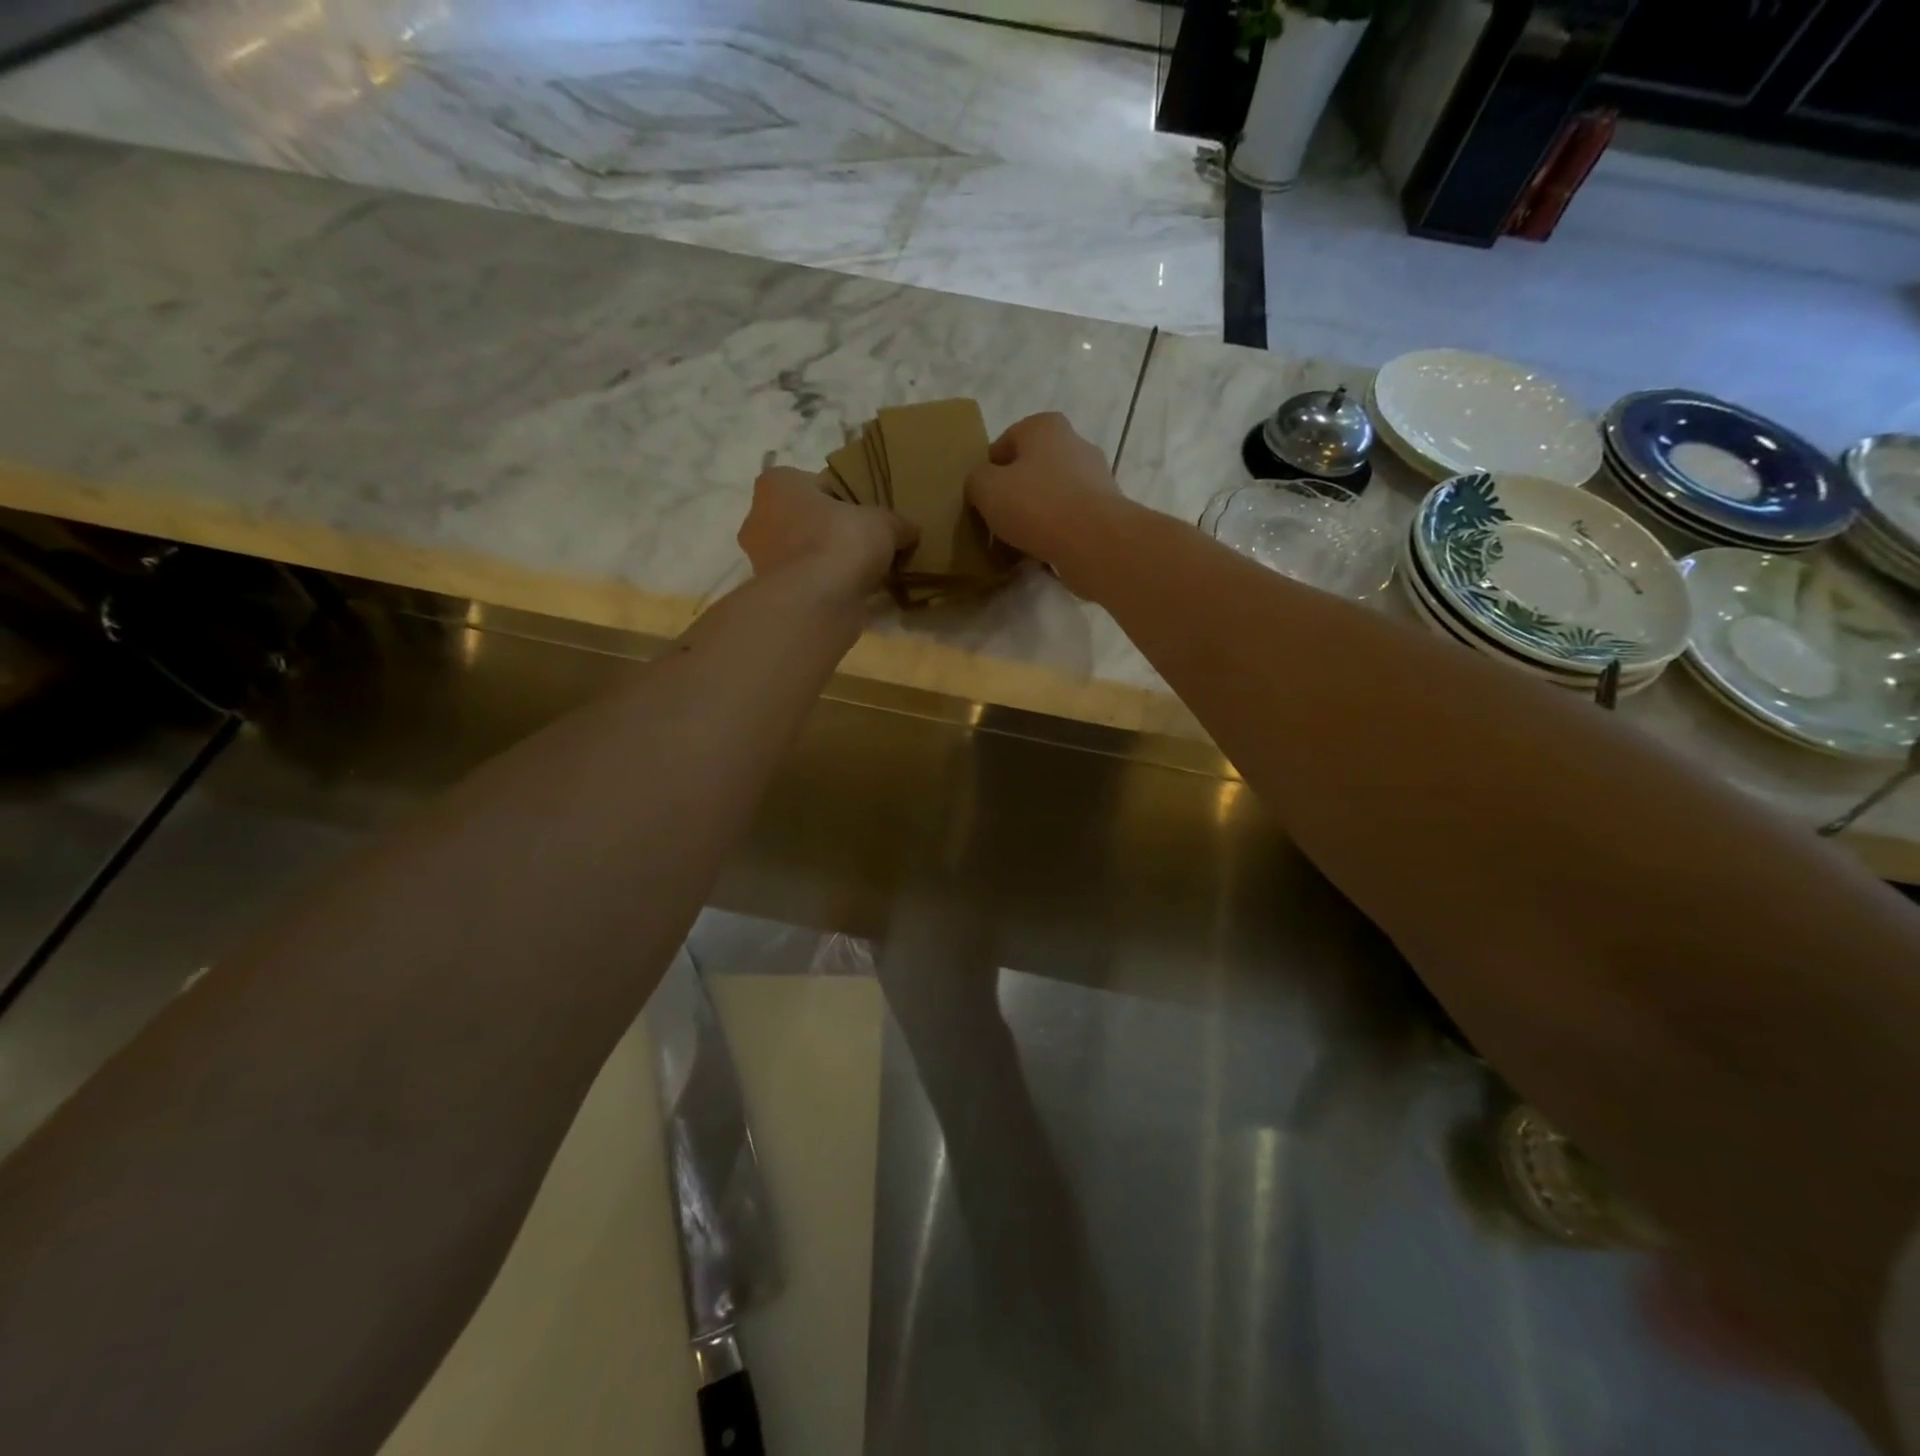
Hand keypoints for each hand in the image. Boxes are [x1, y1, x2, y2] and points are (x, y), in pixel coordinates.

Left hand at [738, 465, 915, 605]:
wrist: (816, 604)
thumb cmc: (841, 543)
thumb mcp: (883, 523)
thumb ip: (897, 522)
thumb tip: (911, 530)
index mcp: (778, 484)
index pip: (818, 483)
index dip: (847, 497)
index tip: (869, 514)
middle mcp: (759, 517)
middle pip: (808, 519)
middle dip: (834, 530)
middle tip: (867, 542)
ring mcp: (762, 560)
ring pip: (806, 552)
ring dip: (830, 560)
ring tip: (864, 570)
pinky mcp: (773, 594)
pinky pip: (807, 581)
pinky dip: (826, 585)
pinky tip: (852, 592)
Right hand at [965, 413, 1123, 578]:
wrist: (1095, 542)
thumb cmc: (1036, 505)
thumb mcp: (986, 488)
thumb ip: (976, 480)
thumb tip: (983, 485)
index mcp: (1045, 426)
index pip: (1004, 444)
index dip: (988, 472)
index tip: (982, 500)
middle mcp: (1074, 442)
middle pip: (1031, 469)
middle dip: (1015, 493)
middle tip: (998, 522)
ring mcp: (1095, 476)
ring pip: (1052, 495)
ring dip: (1036, 515)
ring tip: (1020, 542)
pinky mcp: (1106, 509)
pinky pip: (1070, 518)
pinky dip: (1056, 531)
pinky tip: (1044, 551)